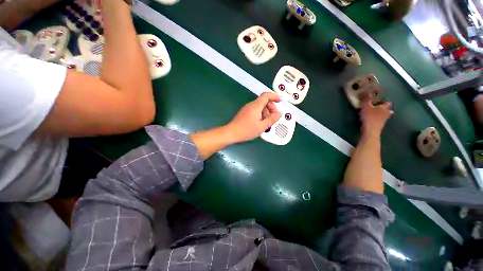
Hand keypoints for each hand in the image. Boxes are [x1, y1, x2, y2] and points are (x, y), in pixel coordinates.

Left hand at [225, 92, 281, 143]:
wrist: (231, 133)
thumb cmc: (247, 130)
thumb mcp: (262, 126)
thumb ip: (272, 119)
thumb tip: (279, 113)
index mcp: (256, 106)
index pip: (266, 96)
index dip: (274, 96)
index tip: (280, 101)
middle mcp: (251, 105)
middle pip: (263, 101)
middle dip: (271, 107)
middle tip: (274, 117)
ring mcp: (247, 109)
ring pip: (259, 107)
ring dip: (266, 112)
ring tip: (267, 122)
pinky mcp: (244, 113)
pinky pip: (255, 110)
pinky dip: (260, 114)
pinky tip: (261, 123)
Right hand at [360, 94, 392, 138]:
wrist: (370, 131)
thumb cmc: (369, 117)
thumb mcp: (366, 106)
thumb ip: (366, 99)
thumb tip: (366, 90)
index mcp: (385, 107)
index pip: (387, 102)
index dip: (383, 101)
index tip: (377, 100)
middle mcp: (387, 113)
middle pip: (387, 109)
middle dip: (383, 107)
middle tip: (376, 106)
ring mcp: (384, 120)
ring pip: (383, 115)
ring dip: (380, 113)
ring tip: (374, 112)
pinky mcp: (379, 126)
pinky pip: (379, 120)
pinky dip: (376, 118)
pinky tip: (371, 119)